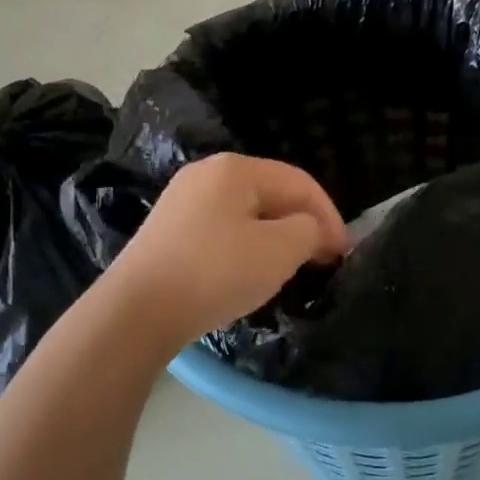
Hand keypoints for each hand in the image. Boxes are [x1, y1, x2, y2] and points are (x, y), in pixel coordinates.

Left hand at [106, 153, 349, 344]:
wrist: (136, 311)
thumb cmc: (216, 272)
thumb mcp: (280, 250)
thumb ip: (309, 231)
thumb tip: (310, 231)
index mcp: (236, 168)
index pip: (300, 182)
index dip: (330, 216)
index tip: (344, 253)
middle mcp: (207, 174)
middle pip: (273, 194)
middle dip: (303, 225)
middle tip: (323, 260)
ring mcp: (182, 201)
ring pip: (247, 213)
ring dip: (277, 237)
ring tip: (292, 267)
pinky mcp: (168, 230)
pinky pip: (222, 230)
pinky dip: (247, 247)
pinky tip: (249, 272)